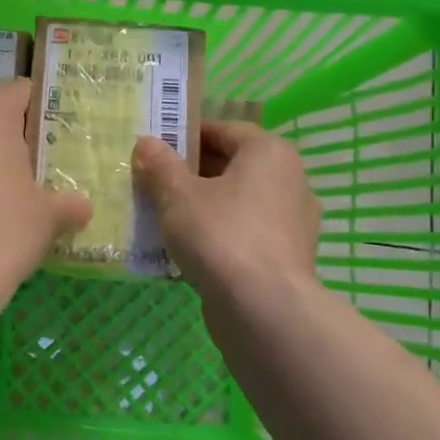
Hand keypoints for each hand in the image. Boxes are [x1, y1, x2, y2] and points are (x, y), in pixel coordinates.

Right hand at [132, 121, 322, 315]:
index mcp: (269, 153)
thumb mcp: (178, 195)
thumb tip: (146, 142)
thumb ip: (161, 165)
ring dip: (203, 205)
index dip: (187, 135)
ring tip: (163, 215)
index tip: (155, 148)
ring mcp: (292, 222)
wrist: (263, 310)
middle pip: (232, 165)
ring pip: (238, 202)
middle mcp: (290, 180)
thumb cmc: (221, 234)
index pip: (224, 130)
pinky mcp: (286, 257)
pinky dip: (218, 234)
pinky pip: (245, 232)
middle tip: (153, 181)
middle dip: (191, 172)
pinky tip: (186, 248)